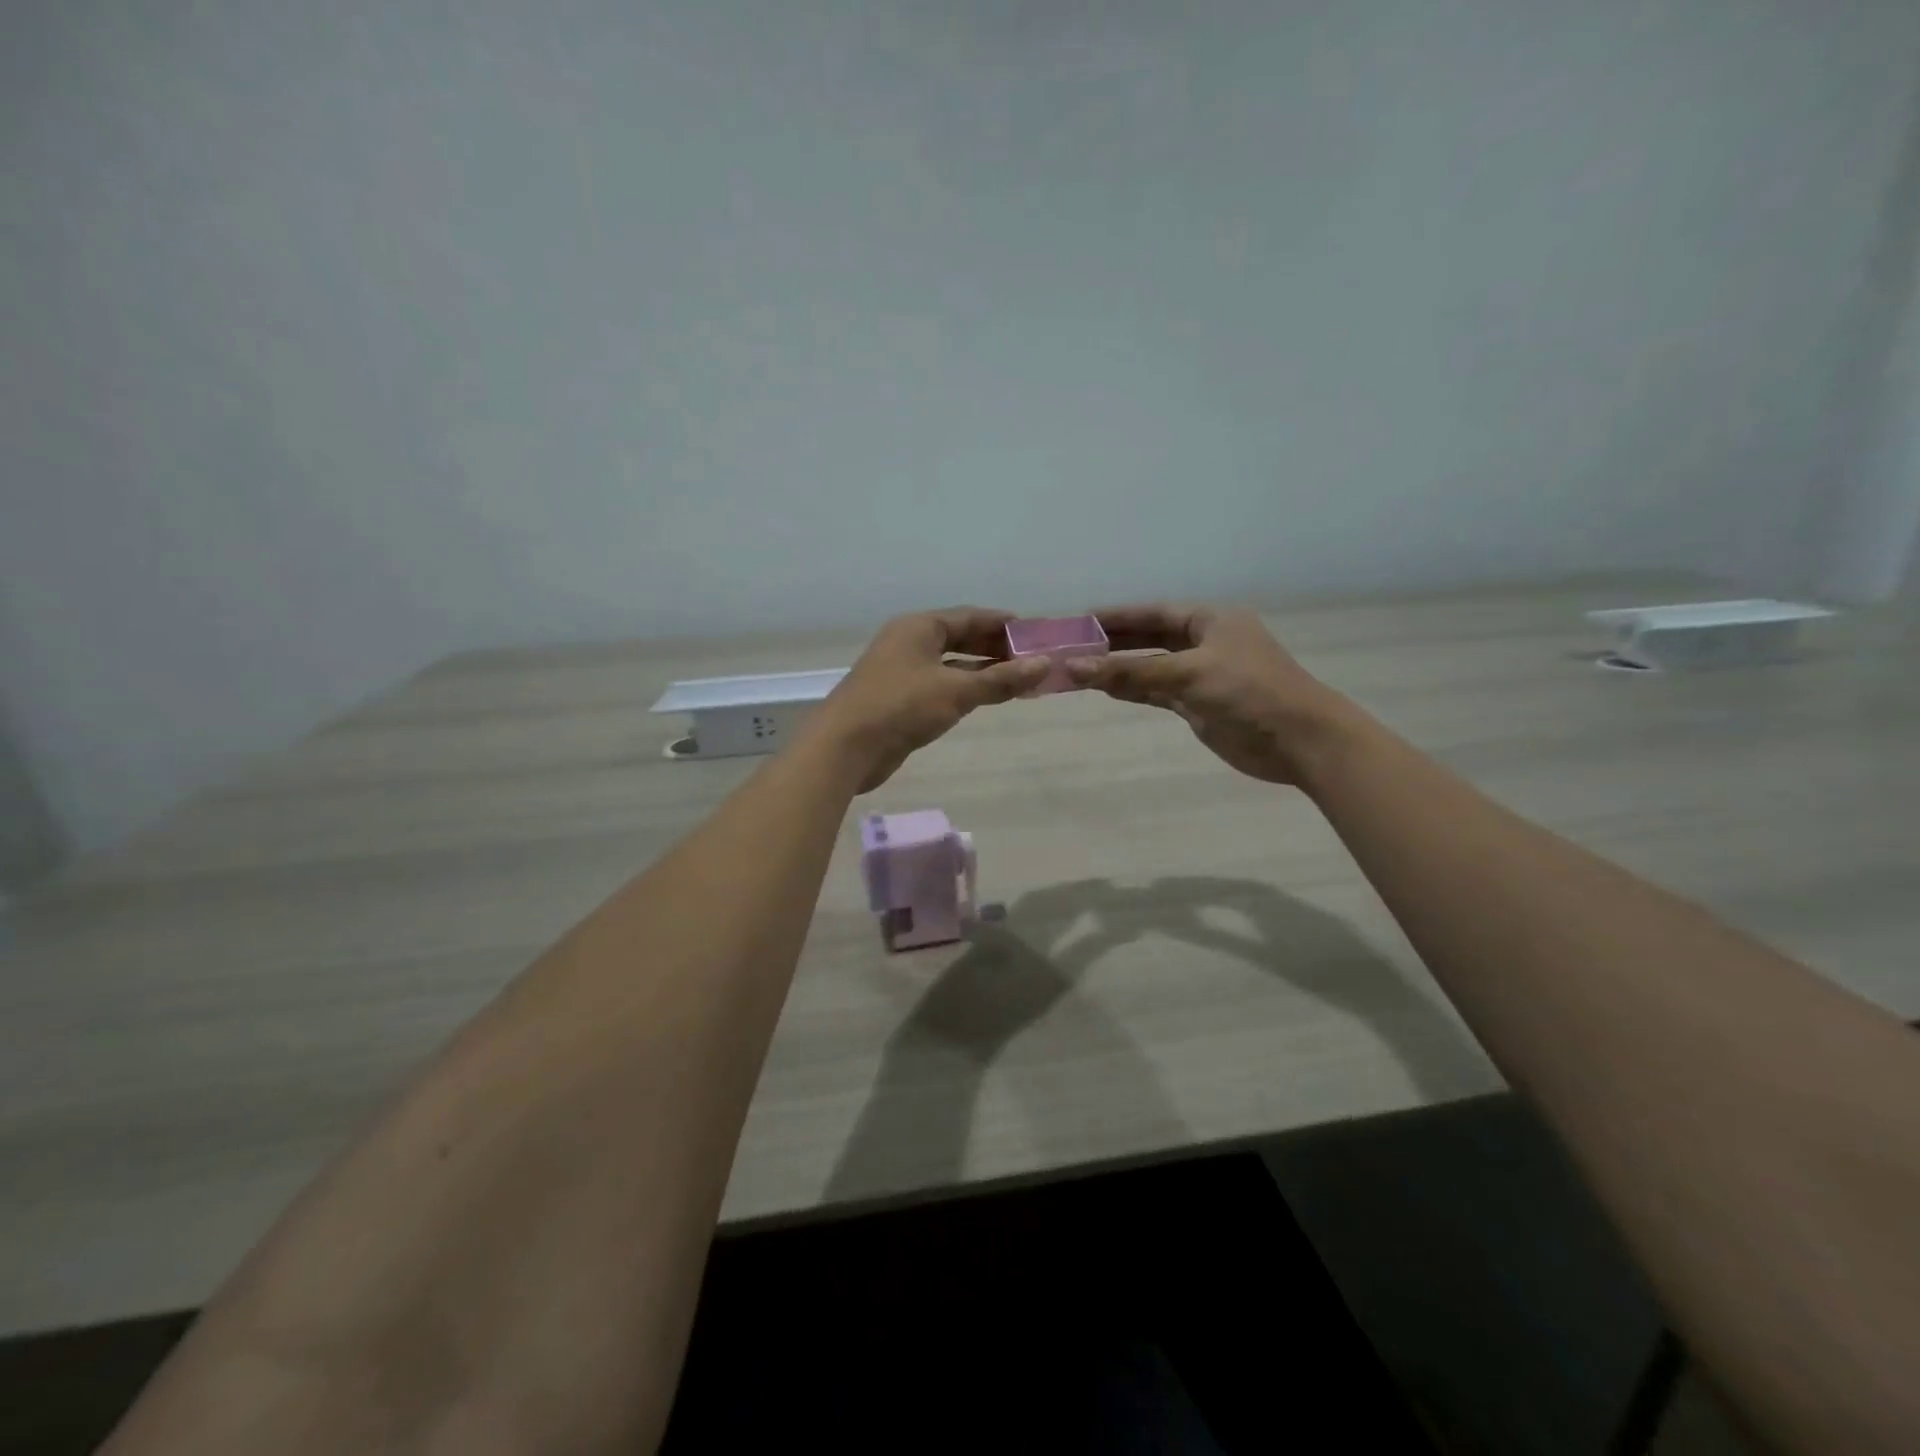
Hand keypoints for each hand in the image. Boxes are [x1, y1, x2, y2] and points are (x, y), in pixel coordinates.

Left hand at [813, 607, 1049, 791]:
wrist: (845, 747)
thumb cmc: (900, 707)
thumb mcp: (955, 691)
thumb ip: (1000, 679)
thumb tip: (1044, 665)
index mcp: (919, 627)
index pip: (969, 616)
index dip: (1002, 623)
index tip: (1035, 632)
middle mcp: (909, 642)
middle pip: (960, 638)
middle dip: (995, 647)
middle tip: (1032, 657)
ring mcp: (902, 671)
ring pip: (951, 664)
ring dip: (982, 670)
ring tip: (1019, 678)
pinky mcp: (900, 699)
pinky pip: (941, 685)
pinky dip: (965, 688)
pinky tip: (987, 698)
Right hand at [1066, 604, 1350, 785]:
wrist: (1299, 740)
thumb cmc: (1249, 691)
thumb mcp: (1189, 673)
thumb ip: (1132, 670)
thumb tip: (1074, 667)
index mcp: (1211, 620)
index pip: (1154, 613)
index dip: (1117, 616)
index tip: (1081, 620)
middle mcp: (1206, 643)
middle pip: (1150, 638)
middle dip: (1114, 644)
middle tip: (1073, 647)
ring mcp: (1202, 676)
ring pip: (1152, 668)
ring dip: (1120, 670)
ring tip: (1080, 670)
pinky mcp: (1200, 706)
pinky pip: (1159, 693)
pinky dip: (1135, 691)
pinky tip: (1107, 690)